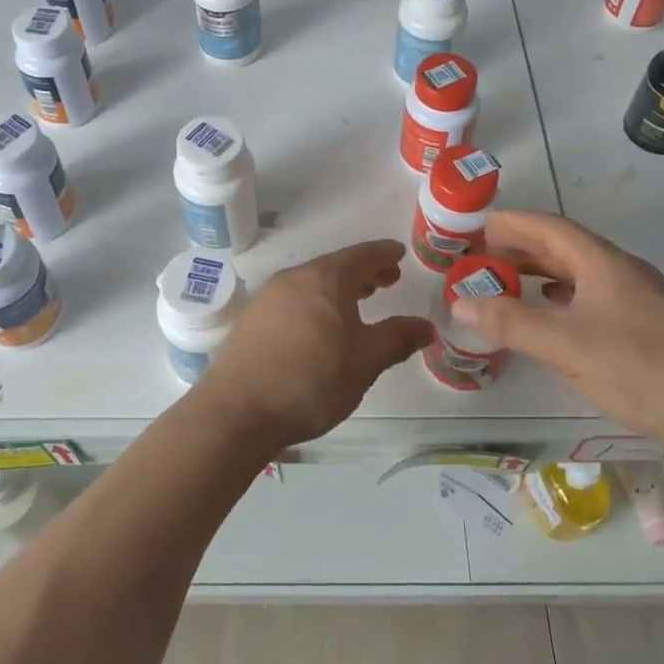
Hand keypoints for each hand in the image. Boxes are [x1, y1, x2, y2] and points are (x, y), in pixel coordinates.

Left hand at [197, 240, 433, 451]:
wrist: (237, 410)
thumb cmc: (311, 381)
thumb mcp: (364, 362)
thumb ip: (397, 339)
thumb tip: (425, 326)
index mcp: (325, 279)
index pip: (362, 255)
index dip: (384, 254)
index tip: (400, 253)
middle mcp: (295, 278)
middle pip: (335, 266)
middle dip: (364, 271)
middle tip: (388, 279)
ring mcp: (269, 297)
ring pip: (313, 282)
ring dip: (339, 288)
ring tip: (358, 302)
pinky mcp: (252, 319)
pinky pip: (294, 298)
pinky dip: (316, 302)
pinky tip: (321, 326)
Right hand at [448, 210, 663, 445]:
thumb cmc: (636, 369)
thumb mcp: (563, 345)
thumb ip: (509, 322)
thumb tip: (459, 302)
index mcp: (604, 263)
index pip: (551, 228)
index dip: (513, 223)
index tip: (480, 226)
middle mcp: (623, 271)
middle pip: (565, 247)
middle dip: (523, 248)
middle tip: (485, 256)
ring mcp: (639, 297)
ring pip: (581, 272)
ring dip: (543, 272)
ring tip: (509, 282)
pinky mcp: (648, 324)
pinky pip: (594, 294)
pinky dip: (564, 295)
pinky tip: (553, 313)